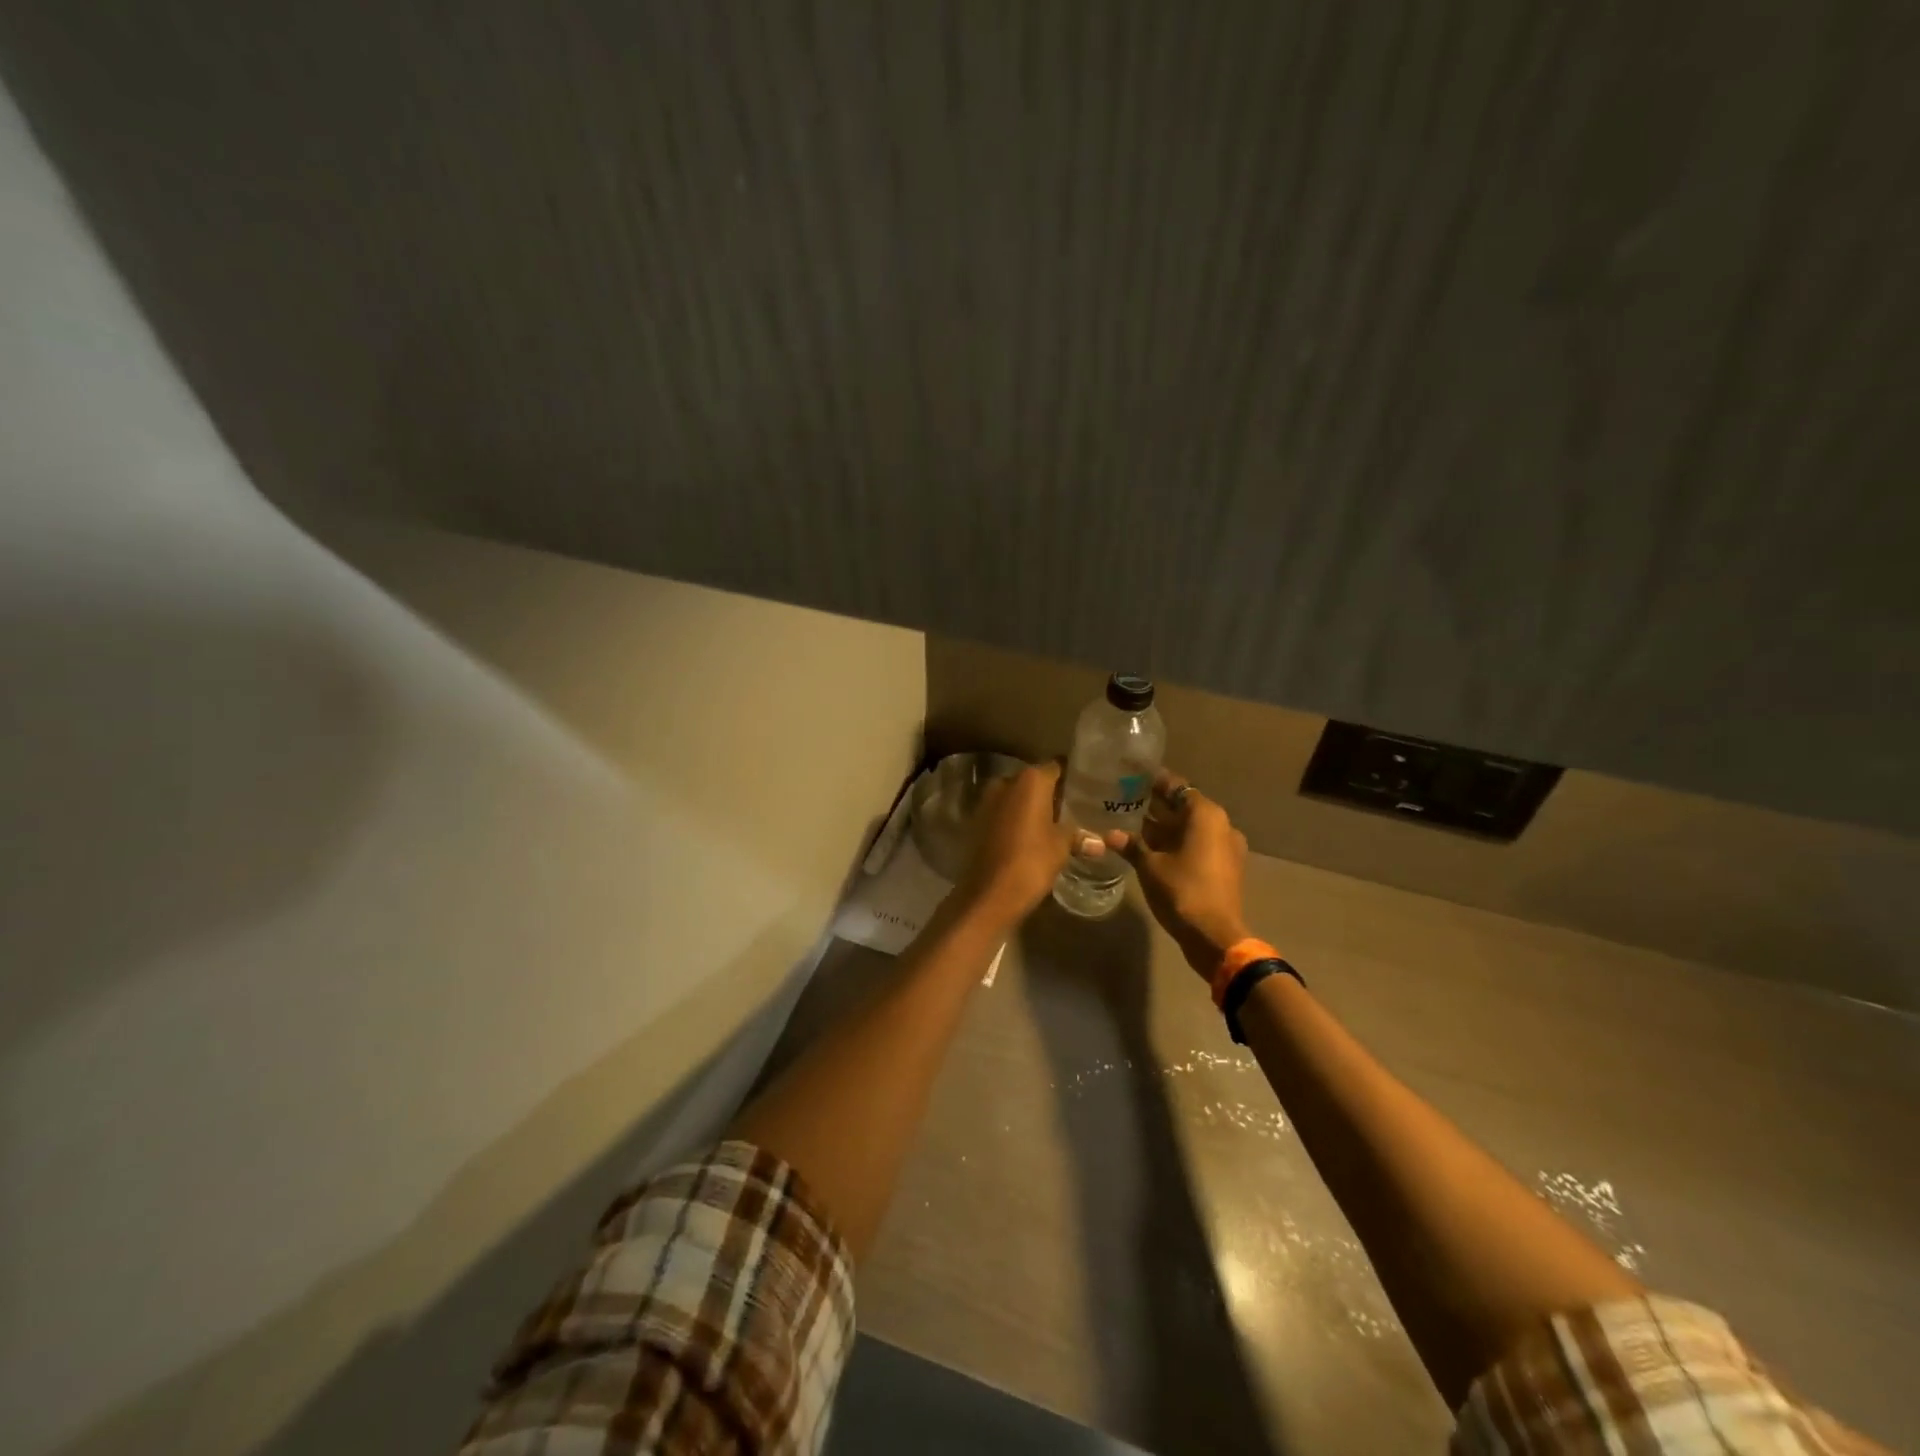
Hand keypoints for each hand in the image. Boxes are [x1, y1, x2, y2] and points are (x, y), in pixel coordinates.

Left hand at [958, 761, 1094, 925]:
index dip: (1071, 776)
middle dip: (1051, 792)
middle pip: (1034, 781)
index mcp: (1030, 780)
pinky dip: (1017, 819)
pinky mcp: (978, 821)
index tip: (1087, 786)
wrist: (990, 892)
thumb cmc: (1032, 861)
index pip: (1056, 766)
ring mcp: (988, 801)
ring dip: (1032, 806)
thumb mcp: (1062, 847)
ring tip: (1057, 821)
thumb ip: (1079, 837)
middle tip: (1075, 806)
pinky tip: (1033, 834)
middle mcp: (1006, 782)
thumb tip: (1101, 843)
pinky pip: (1004, 812)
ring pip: (1017, 797)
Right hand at [1105, 770, 1249, 976]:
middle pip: (1185, 807)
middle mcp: (1221, 825)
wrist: (1214, 936)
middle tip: (1126, 801)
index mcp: (1206, 815)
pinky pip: (1197, 845)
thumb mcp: (1150, 866)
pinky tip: (1150, 849)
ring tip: (1133, 824)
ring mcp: (1225, 847)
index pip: (1177, 787)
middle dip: (1157, 806)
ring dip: (1166, 827)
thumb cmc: (1182, 891)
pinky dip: (1177, 844)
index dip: (1154, 782)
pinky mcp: (1224, 868)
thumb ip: (1132, 845)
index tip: (1132, 778)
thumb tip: (1110, 834)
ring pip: (1191, 828)